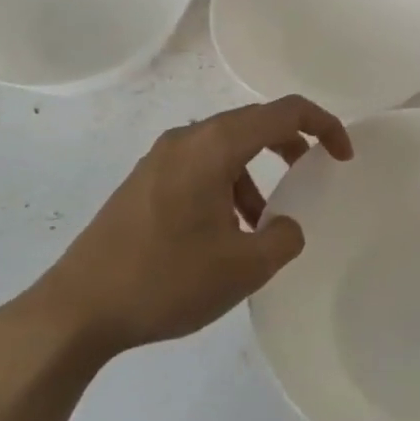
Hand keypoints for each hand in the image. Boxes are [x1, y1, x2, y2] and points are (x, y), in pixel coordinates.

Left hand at [28, 96, 351, 360]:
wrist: (77, 308)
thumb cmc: (165, 279)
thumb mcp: (242, 268)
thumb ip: (282, 238)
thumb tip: (286, 225)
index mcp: (215, 145)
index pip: (284, 112)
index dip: (323, 124)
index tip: (343, 156)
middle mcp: (187, 138)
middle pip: (253, 122)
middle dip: (290, 144)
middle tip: (312, 174)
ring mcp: (160, 157)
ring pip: (225, 146)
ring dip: (255, 171)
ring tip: (261, 222)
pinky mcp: (144, 180)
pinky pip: (200, 165)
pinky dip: (226, 183)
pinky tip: (222, 232)